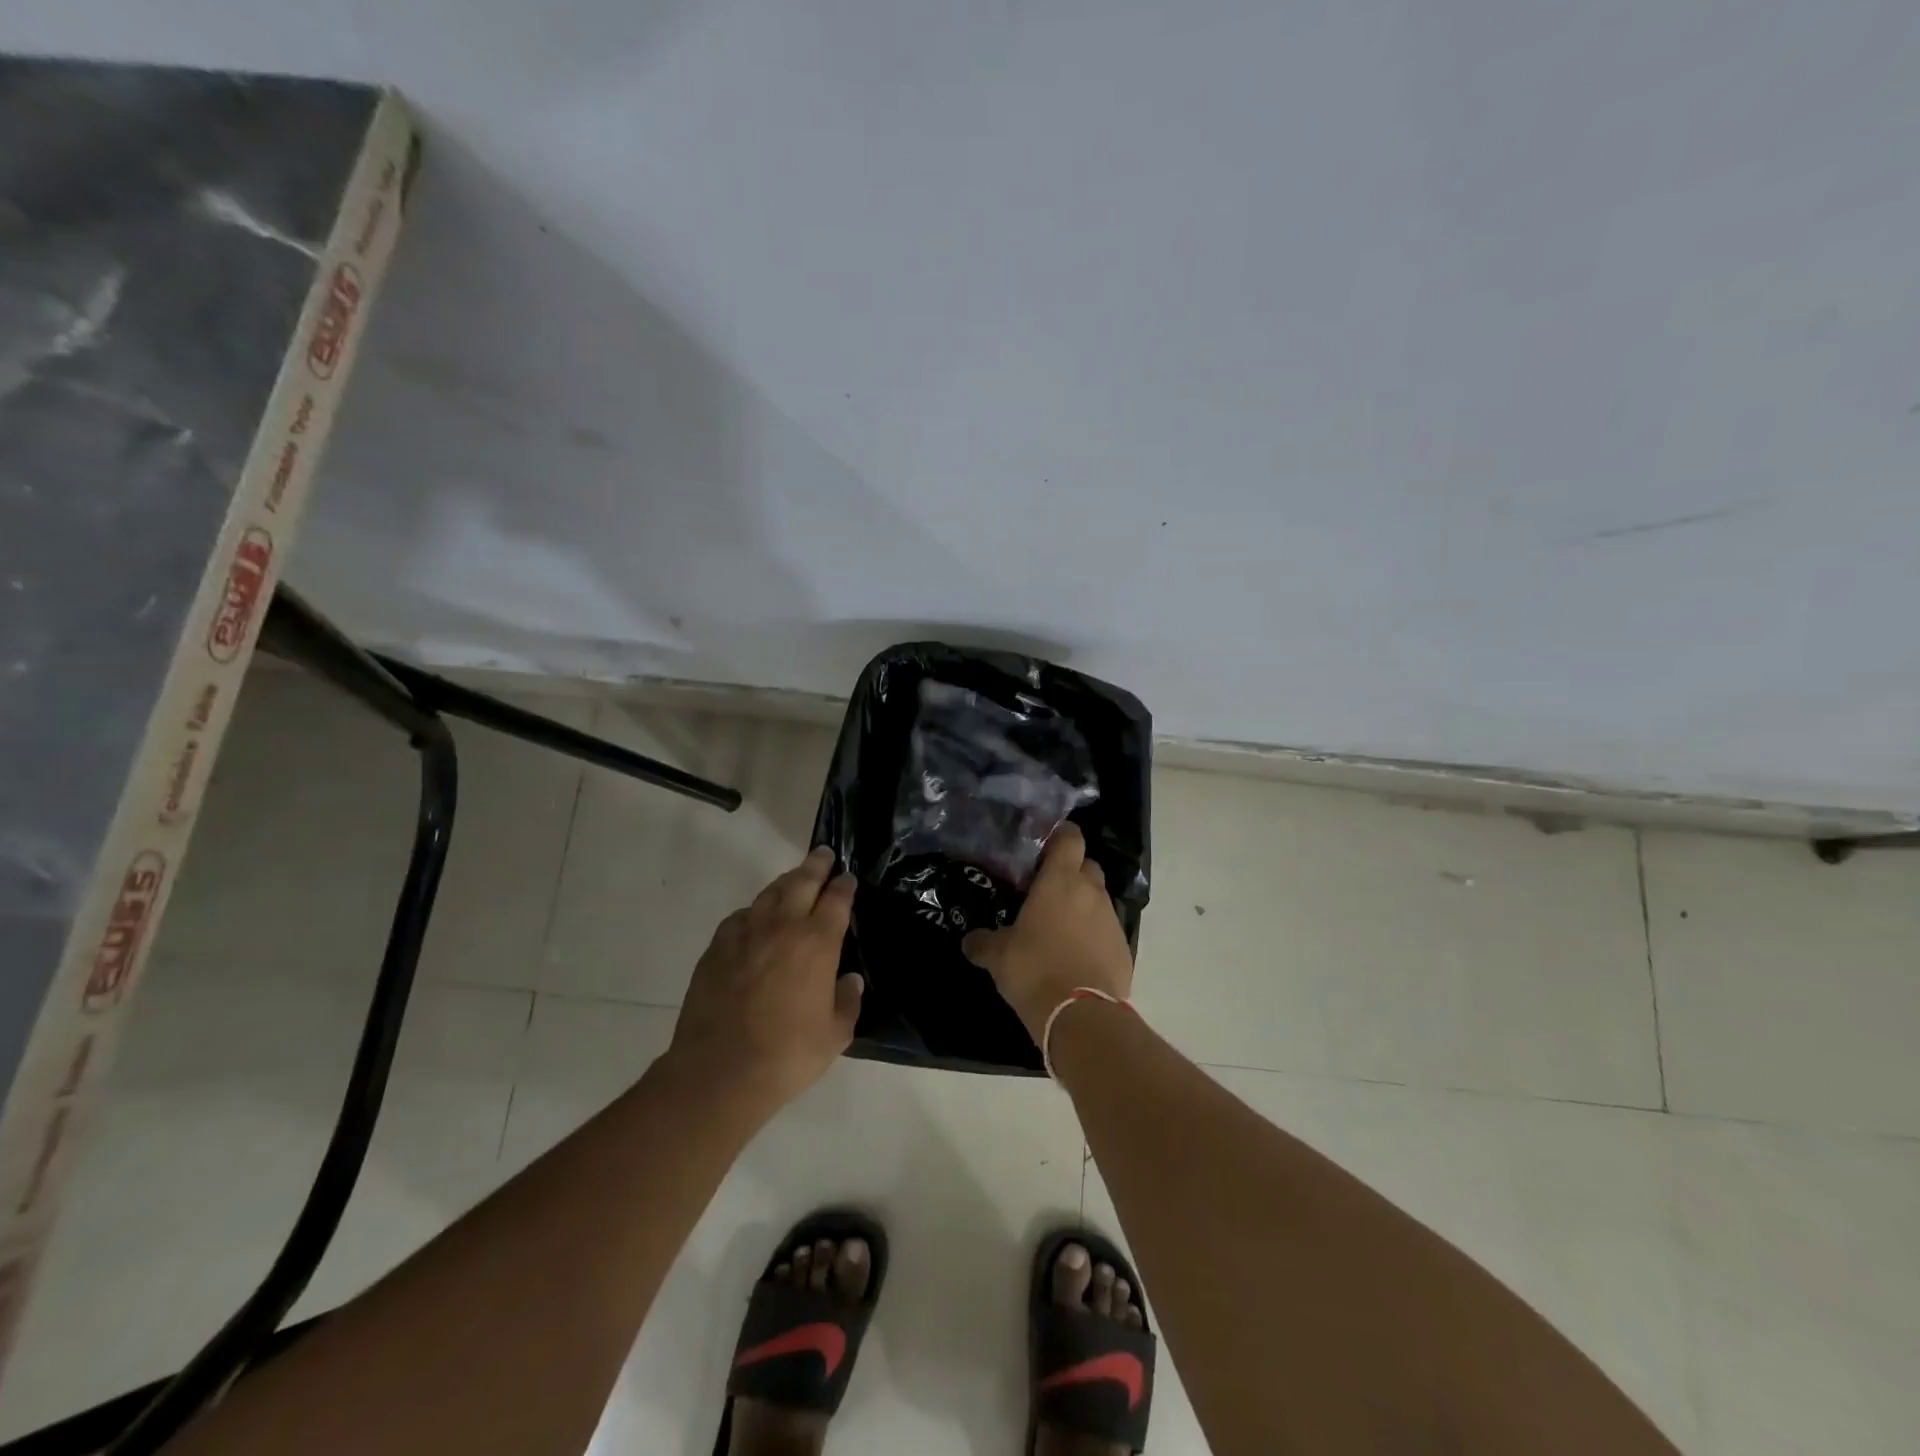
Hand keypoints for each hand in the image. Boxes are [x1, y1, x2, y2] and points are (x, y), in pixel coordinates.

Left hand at [668, 847, 863, 1111]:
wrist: (718, 1071)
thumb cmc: (787, 1054)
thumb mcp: (835, 1035)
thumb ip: (847, 1001)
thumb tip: (850, 980)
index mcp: (817, 943)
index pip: (836, 900)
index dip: (844, 886)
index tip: (848, 878)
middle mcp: (783, 927)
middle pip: (802, 882)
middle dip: (816, 865)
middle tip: (824, 854)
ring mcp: (746, 933)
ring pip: (769, 894)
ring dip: (786, 882)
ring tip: (794, 878)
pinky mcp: (717, 947)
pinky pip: (741, 916)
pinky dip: (754, 911)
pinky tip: (756, 918)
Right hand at [962, 823, 1132, 1043]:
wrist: (1081, 1016)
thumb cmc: (1034, 970)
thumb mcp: (998, 956)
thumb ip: (983, 942)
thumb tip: (970, 940)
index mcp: (1060, 881)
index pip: (1070, 838)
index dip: (1060, 836)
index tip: (1045, 845)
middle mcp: (1090, 891)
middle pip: (1087, 866)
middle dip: (1071, 871)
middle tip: (1047, 889)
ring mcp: (1111, 919)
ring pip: (1098, 898)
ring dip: (1082, 905)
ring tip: (1059, 926)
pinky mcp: (1123, 948)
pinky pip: (1107, 930)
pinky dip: (1093, 935)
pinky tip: (1076, 955)